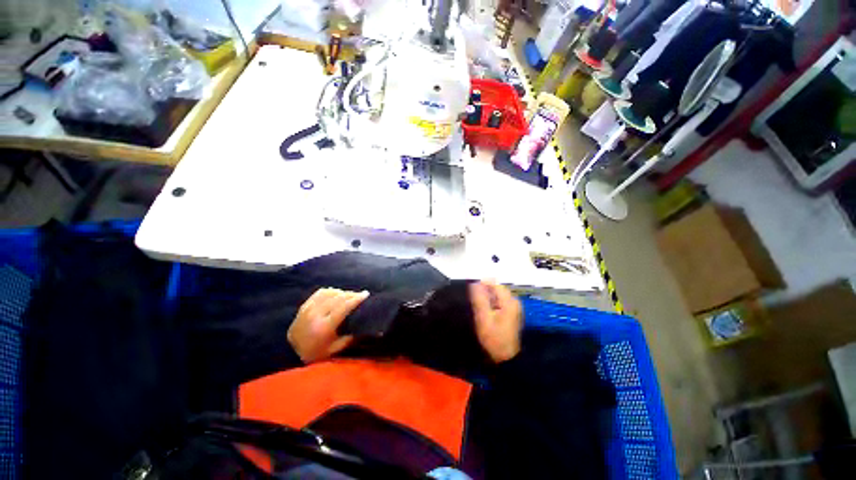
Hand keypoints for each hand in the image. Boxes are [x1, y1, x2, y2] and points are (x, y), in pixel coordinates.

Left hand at [288, 288, 369, 363]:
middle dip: (352, 294)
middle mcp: (315, 315)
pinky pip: (320, 293)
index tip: (366, 294)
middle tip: (361, 294)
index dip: (356, 299)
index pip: (343, 307)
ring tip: (350, 295)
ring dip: (342, 292)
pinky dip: (331, 291)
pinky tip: (337, 293)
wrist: (290, 354)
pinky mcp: (304, 306)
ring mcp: (308, 309)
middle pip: (338, 298)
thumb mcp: (336, 349)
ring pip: (330, 293)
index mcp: (324, 327)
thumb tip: (373, 331)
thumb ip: (353, 337)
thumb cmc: (317, 353)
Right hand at [470, 281, 522, 362]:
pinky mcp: (511, 312)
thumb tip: (474, 284)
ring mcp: (513, 307)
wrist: (505, 357)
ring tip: (479, 306)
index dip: (482, 283)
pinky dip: (491, 302)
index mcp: (509, 301)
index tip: (472, 290)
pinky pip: (499, 301)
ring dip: (487, 297)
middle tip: (475, 301)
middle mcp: (514, 301)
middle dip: (485, 291)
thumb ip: (479, 299)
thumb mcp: (483, 318)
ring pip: (497, 294)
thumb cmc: (494, 338)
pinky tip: (485, 311)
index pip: (495, 283)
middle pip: (497, 288)